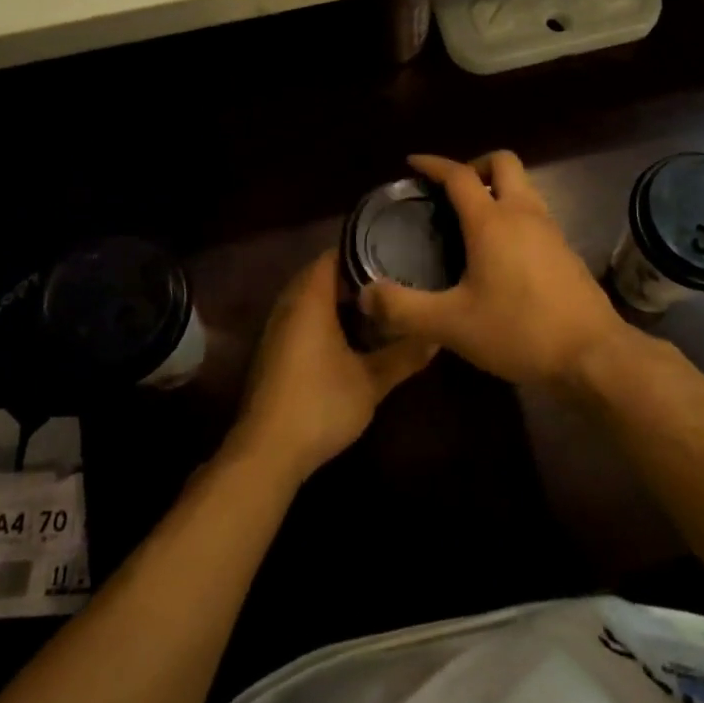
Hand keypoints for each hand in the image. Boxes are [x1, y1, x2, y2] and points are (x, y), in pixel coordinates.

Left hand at [230, 251, 435, 482]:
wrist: (268, 452)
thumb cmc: (321, 404)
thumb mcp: (372, 381)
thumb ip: (404, 355)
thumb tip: (436, 337)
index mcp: (310, 299)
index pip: (333, 255)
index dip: (362, 250)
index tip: (394, 254)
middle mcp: (289, 306)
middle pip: (321, 275)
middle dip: (353, 276)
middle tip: (391, 279)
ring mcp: (277, 330)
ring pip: (309, 299)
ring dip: (337, 299)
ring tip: (377, 305)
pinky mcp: (273, 353)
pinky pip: (301, 319)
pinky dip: (324, 318)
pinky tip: (350, 336)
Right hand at [358, 152, 629, 387]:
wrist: (592, 354)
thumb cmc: (519, 331)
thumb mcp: (452, 325)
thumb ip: (404, 309)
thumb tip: (365, 295)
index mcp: (492, 221)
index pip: (459, 175)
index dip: (434, 164)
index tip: (413, 163)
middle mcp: (524, 213)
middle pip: (503, 162)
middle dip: (475, 166)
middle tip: (451, 193)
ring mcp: (550, 230)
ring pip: (523, 187)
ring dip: (497, 190)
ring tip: (471, 222)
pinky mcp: (566, 250)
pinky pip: (535, 214)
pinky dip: (514, 215)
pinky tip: (501, 254)